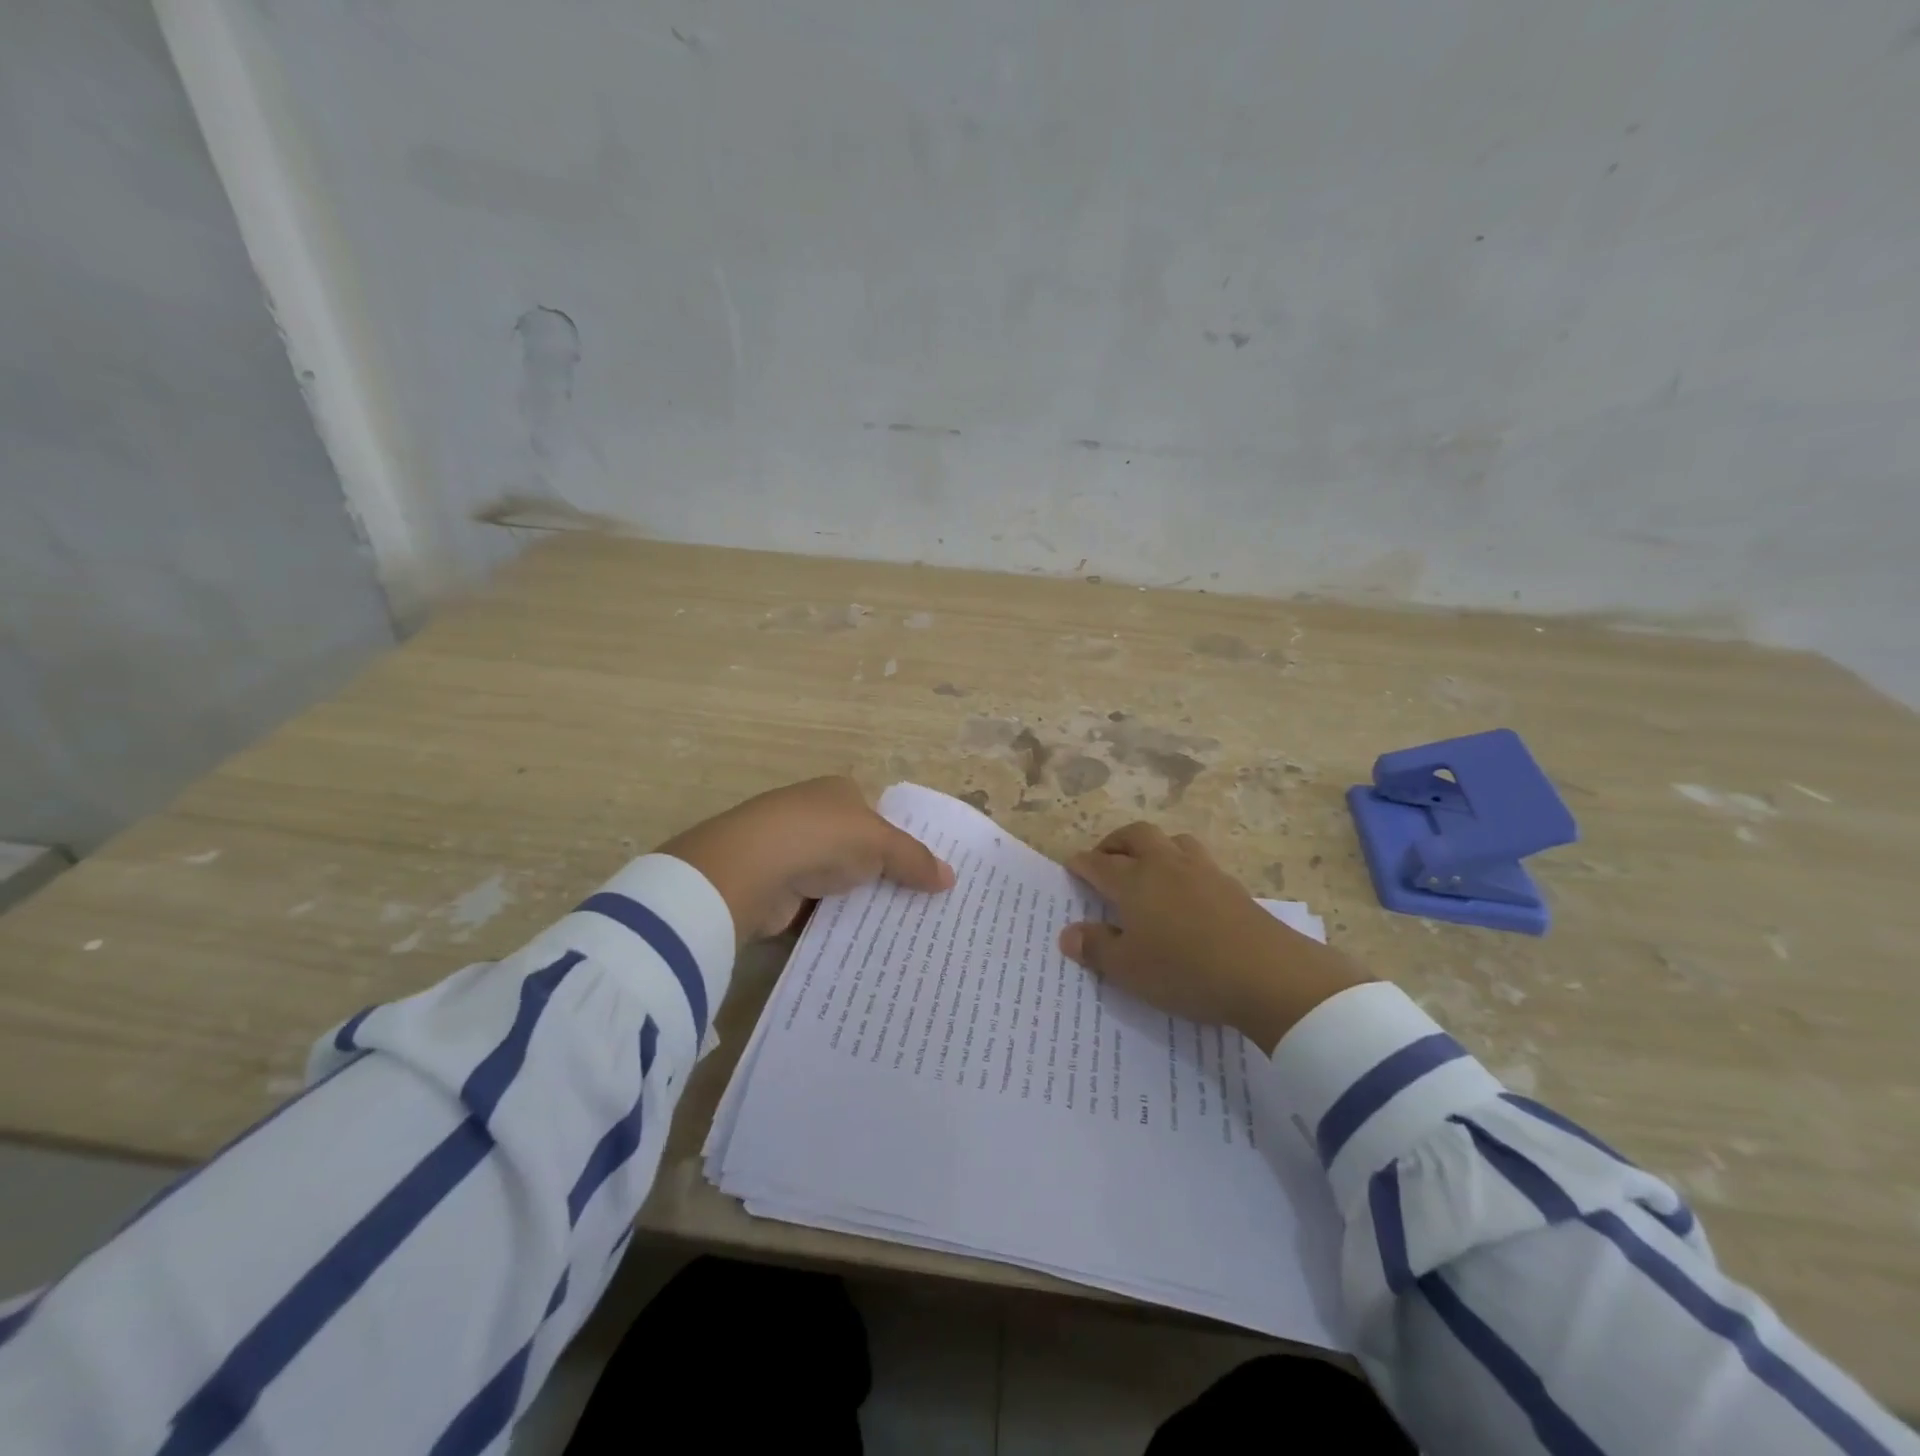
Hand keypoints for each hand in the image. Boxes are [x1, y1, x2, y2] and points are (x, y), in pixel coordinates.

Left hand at [660, 777, 954, 944]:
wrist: (749, 869)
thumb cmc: (821, 837)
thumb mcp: (880, 843)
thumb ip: (915, 859)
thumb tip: (951, 879)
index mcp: (837, 792)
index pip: (877, 815)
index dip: (902, 840)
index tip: (927, 872)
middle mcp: (813, 817)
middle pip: (858, 849)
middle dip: (883, 875)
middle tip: (921, 907)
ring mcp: (790, 853)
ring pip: (838, 881)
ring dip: (858, 902)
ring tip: (898, 931)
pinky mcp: (777, 890)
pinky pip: (817, 909)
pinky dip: (834, 923)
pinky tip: (860, 943)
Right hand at [1060, 823, 1370, 1053]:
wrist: (1266, 974)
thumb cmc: (1185, 971)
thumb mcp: (1129, 969)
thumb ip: (1096, 947)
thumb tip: (1068, 933)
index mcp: (1133, 881)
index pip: (1099, 864)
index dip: (1081, 863)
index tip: (1071, 865)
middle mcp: (1165, 865)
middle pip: (1136, 835)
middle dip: (1115, 842)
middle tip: (1105, 859)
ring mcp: (1202, 871)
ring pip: (1172, 841)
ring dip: (1153, 847)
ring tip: (1147, 867)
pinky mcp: (1232, 885)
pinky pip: (1199, 861)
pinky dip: (1183, 866)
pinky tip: (1186, 890)